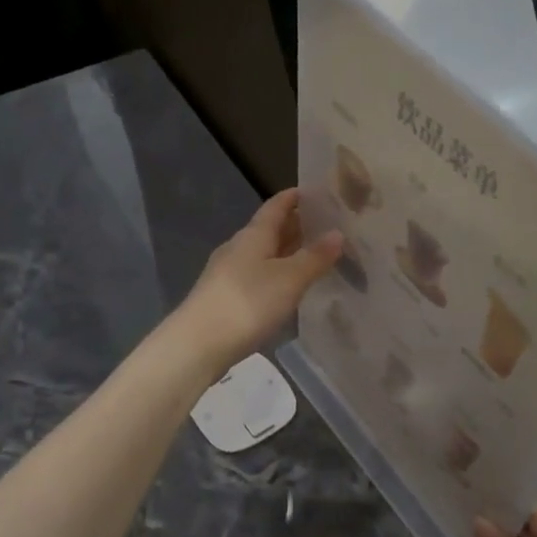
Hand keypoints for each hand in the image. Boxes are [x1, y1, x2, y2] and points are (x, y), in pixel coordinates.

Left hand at [171, 189, 341, 382]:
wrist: (199, 344)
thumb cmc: (248, 303)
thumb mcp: (289, 279)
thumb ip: (315, 257)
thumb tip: (337, 233)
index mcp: (253, 235)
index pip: (276, 206)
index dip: (295, 197)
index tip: (318, 192)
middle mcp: (238, 248)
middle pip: (269, 230)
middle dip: (296, 226)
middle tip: (328, 227)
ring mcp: (228, 274)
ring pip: (263, 255)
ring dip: (287, 253)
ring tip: (315, 257)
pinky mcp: (225, 298)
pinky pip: (257, 277)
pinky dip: (276, 275)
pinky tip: (289, 287)